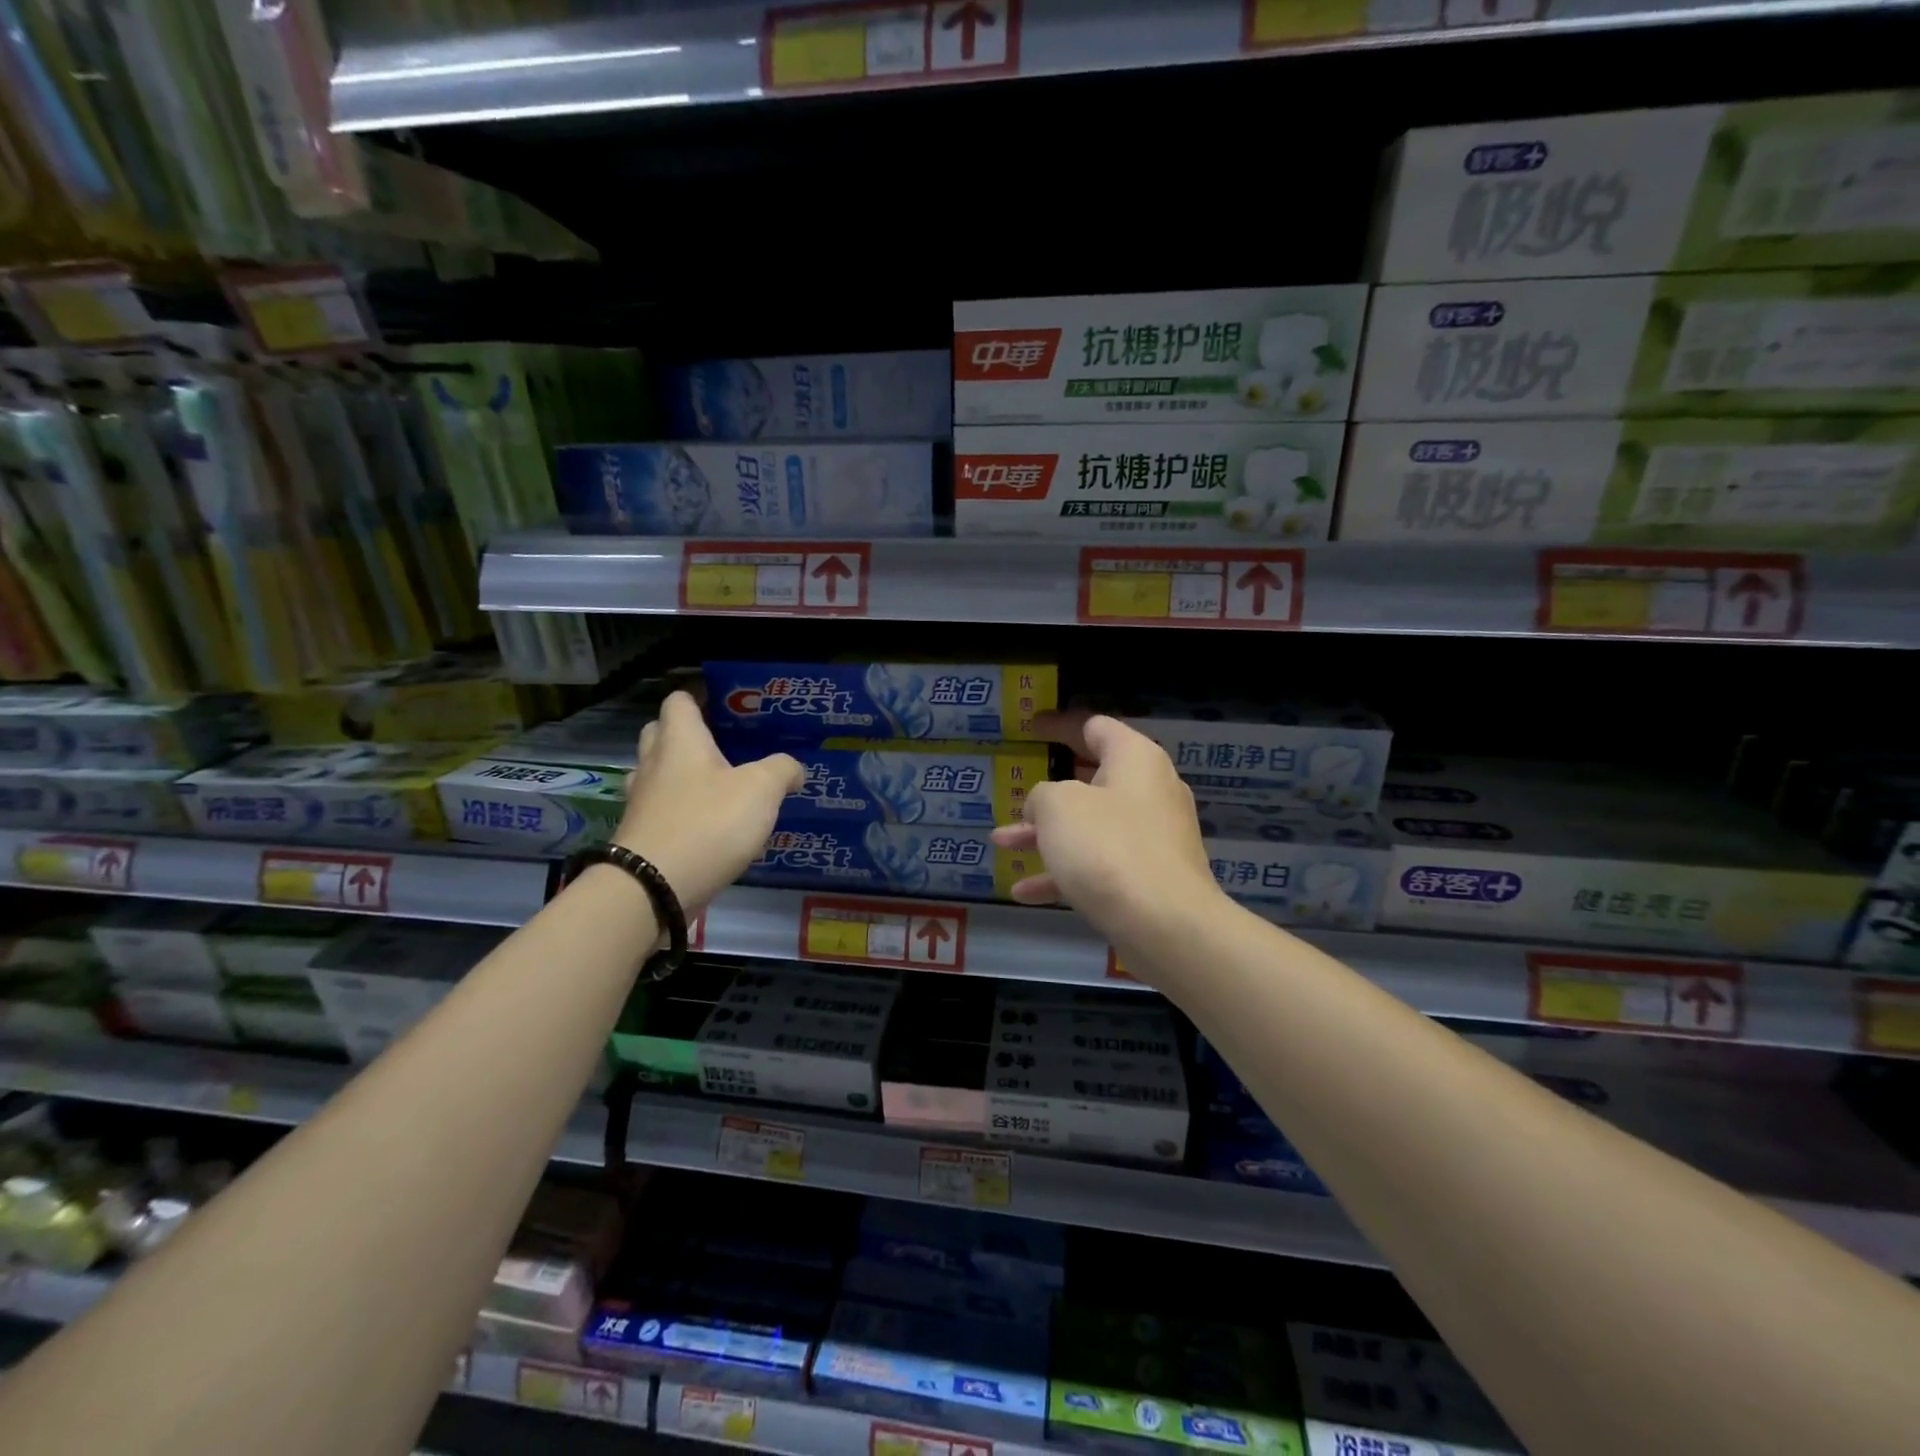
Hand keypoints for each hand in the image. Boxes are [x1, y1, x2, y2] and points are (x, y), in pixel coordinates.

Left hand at [615, 691, 802, 909]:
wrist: (652, 888)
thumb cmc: (708, 823)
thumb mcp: (761, 790)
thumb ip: (781, 770)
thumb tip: (793, 769)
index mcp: (680, 740)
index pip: (679, 700)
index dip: (700, 697)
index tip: (725, 705)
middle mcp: (654, 763)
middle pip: (661, 733)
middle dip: (688, 735)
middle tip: (723, 745)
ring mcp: (642, 801)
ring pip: (658, 773)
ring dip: (681, 775)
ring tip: (717, 787)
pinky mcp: (640, 835)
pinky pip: (660, 810)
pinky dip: (680, 811)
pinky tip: (707, 825)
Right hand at [990, 711, 1224, 944]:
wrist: (1167, 925)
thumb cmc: (1108, 848)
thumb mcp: (1058, 807)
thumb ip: (1042, 795)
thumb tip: (1045, 807)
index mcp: (1135, 760)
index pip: (1094, 727)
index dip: (1059, 725)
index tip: (1032, 728)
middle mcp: (1149, 792)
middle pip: (1091, 780)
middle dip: (1046, 792)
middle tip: (1017, 791)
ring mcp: (1152, 838)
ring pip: (1089, 827)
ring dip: (1044, 836)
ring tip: (1002, 843)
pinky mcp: (1148, 878)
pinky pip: (1098, 865)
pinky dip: (1063, 873)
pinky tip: (1023, 892)